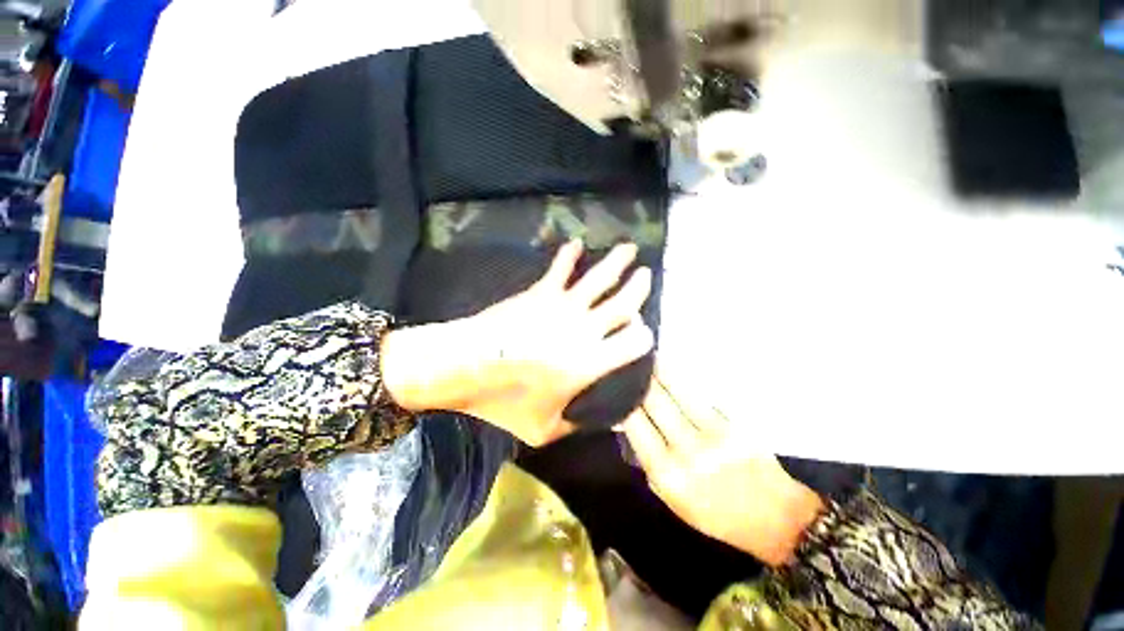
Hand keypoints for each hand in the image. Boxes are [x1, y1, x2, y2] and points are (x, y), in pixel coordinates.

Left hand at [383, 240, 654, 445]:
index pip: (633, 343)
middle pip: (622, 303)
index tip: (646, 333)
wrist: (466, 365)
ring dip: (617, 261)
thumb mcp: (542, 428)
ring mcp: (563, 306)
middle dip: (639, 287)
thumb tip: (607, 425)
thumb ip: (575, 427)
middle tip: (647, 274)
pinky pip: (560, 268)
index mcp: (589, 362)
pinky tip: (576, 243)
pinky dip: (569, 254)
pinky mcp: (541, 292)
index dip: (644, 337)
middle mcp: (584, 330)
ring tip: (629, 248)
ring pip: (599, 279)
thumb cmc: (504, 400)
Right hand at [623, 374, 824, 565]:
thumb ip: (647, 461)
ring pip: (677, 392)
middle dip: (641, 380)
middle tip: (631, 363)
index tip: (618, 386)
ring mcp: (713, 434)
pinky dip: (682, 381)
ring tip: (650, 356)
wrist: (773, 518)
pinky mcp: (734, 423)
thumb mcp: (670, 497)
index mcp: (666, 473)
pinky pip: (700, 396)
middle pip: (655, 402)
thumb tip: (630, 423)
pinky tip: (673, 370)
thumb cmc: (714, 512)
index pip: (635, 425)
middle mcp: (687, 451)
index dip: (624, 401)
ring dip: (661, 371)